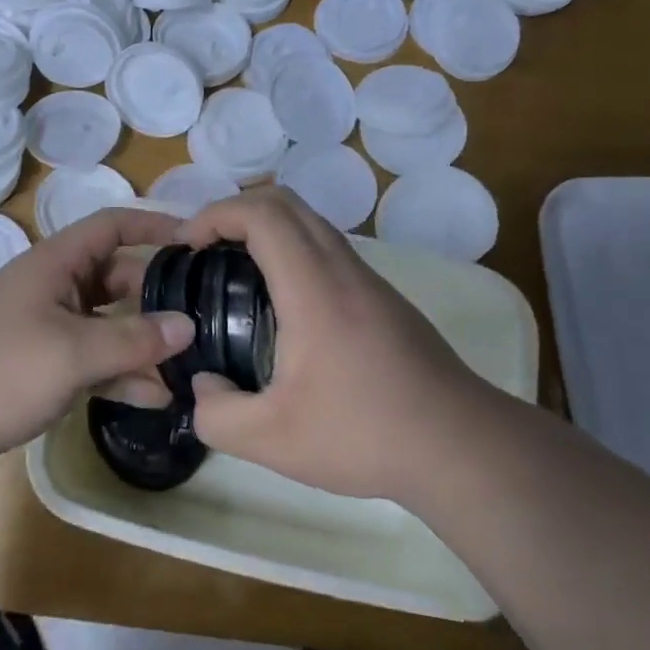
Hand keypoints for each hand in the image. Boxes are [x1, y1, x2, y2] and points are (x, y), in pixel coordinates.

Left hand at [0, 207, 196, 468]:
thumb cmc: (2, 371)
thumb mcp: (73, 353)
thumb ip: (134, 339)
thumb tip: (189, 326)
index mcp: (55, 263)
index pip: (111, 225)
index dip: (153, 225)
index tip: (197, 240)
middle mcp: (53, 286)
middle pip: (116, 277)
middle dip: (157, 297)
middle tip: (203, 316)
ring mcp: (46, 326)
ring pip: (107, 322)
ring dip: (143, 343)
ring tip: (188, 366)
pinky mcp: (42, 362)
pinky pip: (91, 357)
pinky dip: (120, 372)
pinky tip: (155, 397)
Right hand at [178, 187, 491, 500]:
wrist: (462, 448)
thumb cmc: (364, 435)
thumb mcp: (271, 440)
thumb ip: (217, 414)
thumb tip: (204, 385)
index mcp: (313, 288)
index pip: (261, 214)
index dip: (214, 215)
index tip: (186, 246)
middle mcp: (342, 269)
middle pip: (285, 201)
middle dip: (234, 211)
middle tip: (204, 250)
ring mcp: (368, 280)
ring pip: (310, 221)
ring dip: (265, 228)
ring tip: (234, 272)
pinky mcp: (383, 299)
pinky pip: (327, 247)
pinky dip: (290, 249)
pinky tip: (279, 303)